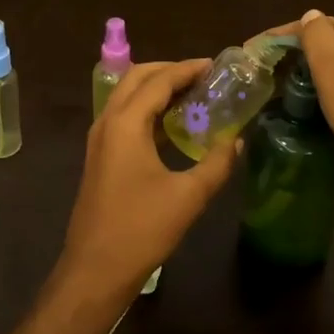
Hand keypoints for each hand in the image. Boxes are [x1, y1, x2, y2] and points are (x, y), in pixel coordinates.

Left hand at [54, 60, 239, 303]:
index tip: (215, 65)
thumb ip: (216, 163)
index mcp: (126, 123)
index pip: (159, 81)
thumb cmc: (141, 229)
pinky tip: (172, 125)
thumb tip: (238, 140)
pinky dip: (148, 109)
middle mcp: (108, 122)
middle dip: (169, 71)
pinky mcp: (100, 156)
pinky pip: (124, 117)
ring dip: (156, 89)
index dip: (187, 69)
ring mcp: (99, 139)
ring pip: (127, 96)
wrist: (95, 269)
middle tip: (202, 76)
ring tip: (192, 94)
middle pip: (137, 78)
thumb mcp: (188, 196)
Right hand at [263, 10, 333, 191]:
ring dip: (305, 67)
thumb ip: (318, 39)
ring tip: (279, 84)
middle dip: (291, 50)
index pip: (309, 23)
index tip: (252, 52)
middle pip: (321, 38)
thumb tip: (309, 15)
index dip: (279, 35)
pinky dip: (321, 83)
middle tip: (263, 70)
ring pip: (330, 59)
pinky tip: (310, 99)